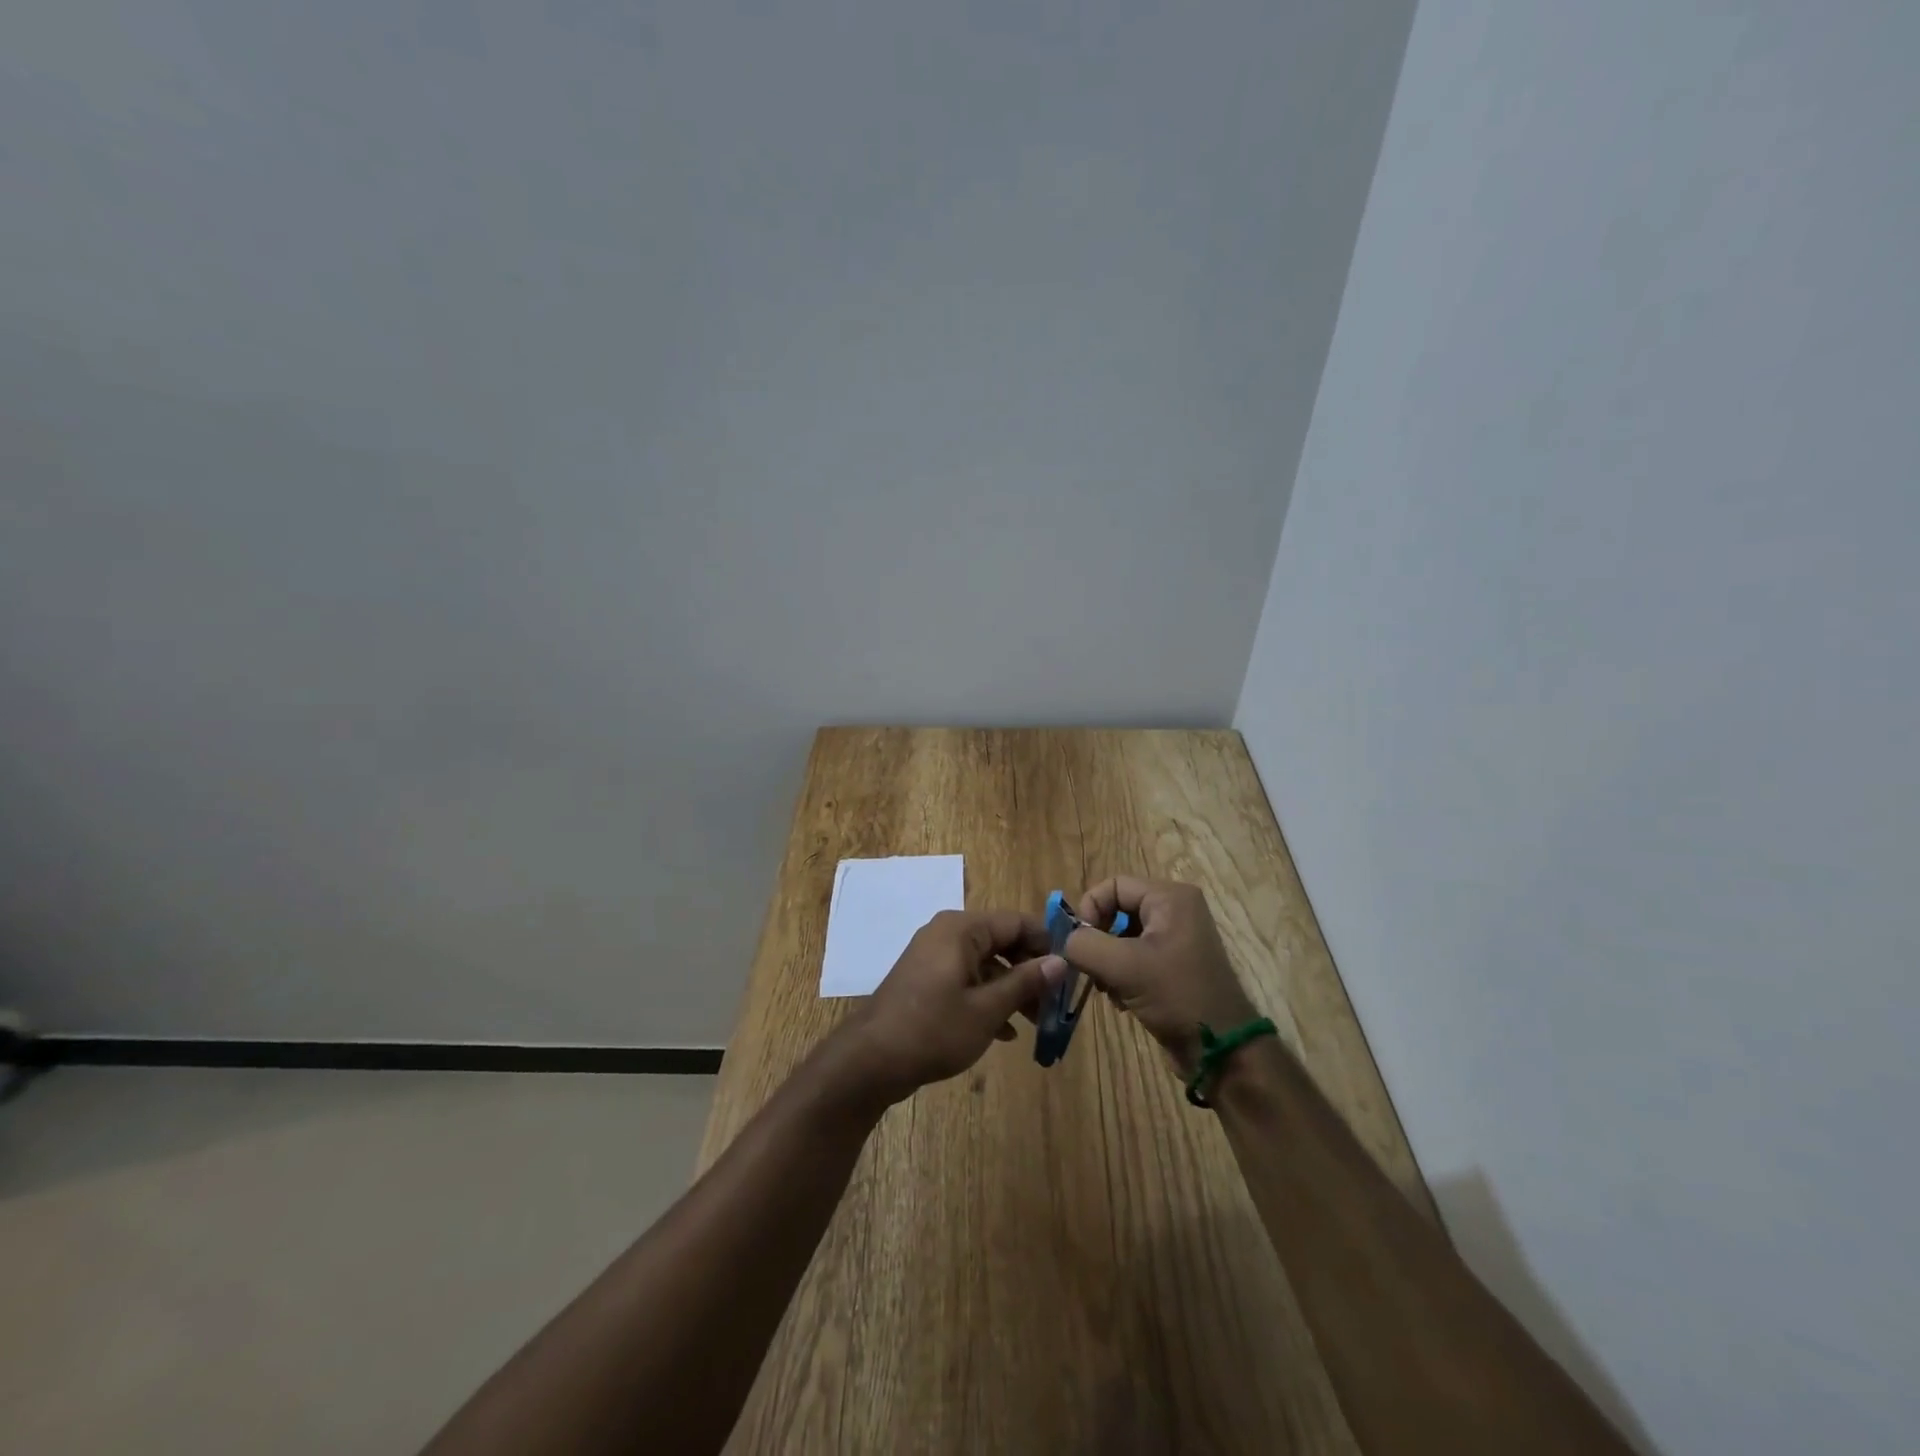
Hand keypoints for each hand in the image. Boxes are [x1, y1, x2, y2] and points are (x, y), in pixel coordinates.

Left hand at [835, 909, 1062, 1106]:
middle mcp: (947, 933)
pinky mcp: (926, 980)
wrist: (870, 1060)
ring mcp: (933, 956)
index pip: (1016, 922)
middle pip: (1001, 941)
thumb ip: (1025, 982)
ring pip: (985, 963)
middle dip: (1030, 970)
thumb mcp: (987, 1009)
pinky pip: (967, 979)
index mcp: (962, 929)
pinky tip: (1005, 1031)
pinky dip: (987, 998)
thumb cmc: (933, 1029)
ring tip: (1036, 1021)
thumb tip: (1060, 961)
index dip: (1047, 943)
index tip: (1072, 969)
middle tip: (1056, 1001)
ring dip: (1011, 988)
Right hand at [1062, 877, 1258, 1072]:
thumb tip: (1066, 941)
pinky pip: (1135, 957)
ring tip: (1106, 989)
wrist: (1221, 1050)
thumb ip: (1084, 945)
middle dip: (1098, 939)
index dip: (1090, 909)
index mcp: (1169, 898)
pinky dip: (1121, 974)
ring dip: (1107, 961)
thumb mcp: (1124, 967)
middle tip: (1089, 968)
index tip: (1079, 943)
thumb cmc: (1177, 996)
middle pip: (1117, 910)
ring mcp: (1176, 938)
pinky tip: (1121, 1000)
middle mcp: (1175, 910)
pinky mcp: (1174, 965)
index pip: (1113, 886)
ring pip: (1122, 936)